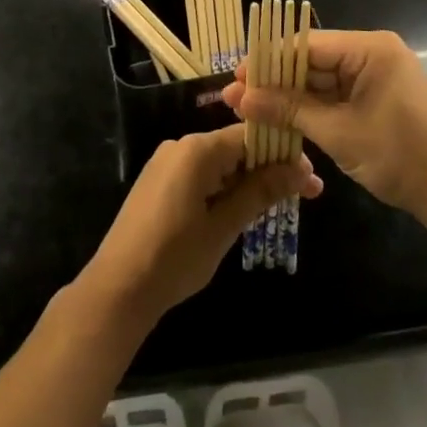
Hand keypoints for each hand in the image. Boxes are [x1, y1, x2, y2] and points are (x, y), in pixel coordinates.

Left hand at [78, 125, 320, 330]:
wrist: (117, 290)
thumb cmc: (173, 258)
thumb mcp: (223, 227)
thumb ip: (260, 193)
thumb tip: (300, 170)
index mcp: (196, 150)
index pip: (250, 136)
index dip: (282, 153)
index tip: (310, 177)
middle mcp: (181, 146)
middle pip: (235, 147)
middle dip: (269, 168)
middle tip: (304, 194)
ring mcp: (167, 163)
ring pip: (220, 163)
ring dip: (248, 181)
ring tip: (279, 204)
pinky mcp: (159, 182)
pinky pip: (202, 174)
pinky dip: (225, 188)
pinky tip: (243, 208)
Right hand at [223, 30, 426, 227]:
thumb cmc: (400, 156)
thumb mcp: (338, 132)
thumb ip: (288, 110)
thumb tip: (240, 96)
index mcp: (370, 48)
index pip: (306, 44)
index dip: (268, 61)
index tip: (236, 79)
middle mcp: (373, 52)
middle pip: (313, 60)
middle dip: (276, 81)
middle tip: (238, 100)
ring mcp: (378, 75)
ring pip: (322, 79)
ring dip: (291, 97)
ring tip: (252, 112)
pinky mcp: (379, 97)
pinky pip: (338, 95)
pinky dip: (313, 109)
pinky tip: (284, 121)